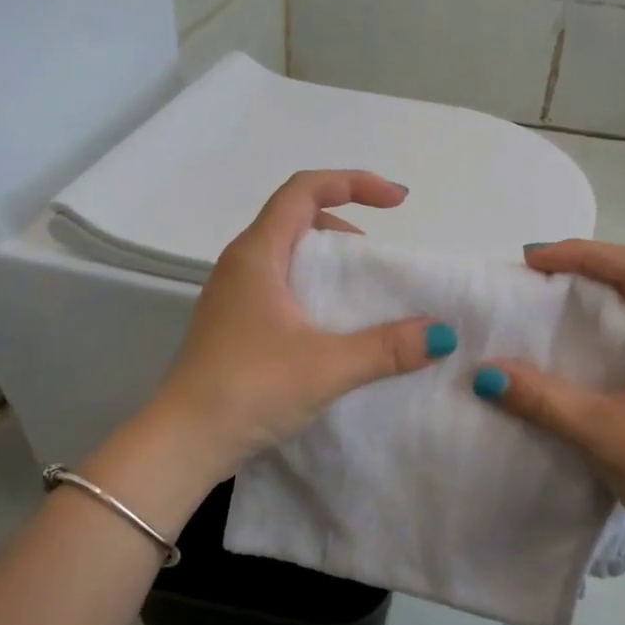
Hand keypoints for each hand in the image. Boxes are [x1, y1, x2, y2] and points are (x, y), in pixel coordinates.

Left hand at [150, 170, 453, 484]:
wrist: (183, 442)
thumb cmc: (248, 390)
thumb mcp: (326, 367)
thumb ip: (387, 348)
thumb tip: (441, 334)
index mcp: (257, 254)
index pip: (304, 190)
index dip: (354, 182)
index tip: (398, 202)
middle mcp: (241, 264)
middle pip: (297, 218)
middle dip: (345, 225)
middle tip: (378, 260)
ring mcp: (234, 295)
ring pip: (288, 255)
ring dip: (329, 262)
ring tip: (361, 294)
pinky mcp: (234, 324)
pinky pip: (281, 286)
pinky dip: (314, 290)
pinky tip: (332, 328)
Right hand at [473, 240, 624, 546]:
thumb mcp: (603, 434)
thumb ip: (544, 401)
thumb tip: (484, 374)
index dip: (583, 254)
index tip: (533, 260)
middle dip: (583, 269)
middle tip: (531, 276)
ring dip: (590, 298)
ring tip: (543, 300)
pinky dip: (596, 330)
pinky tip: (568, 345)